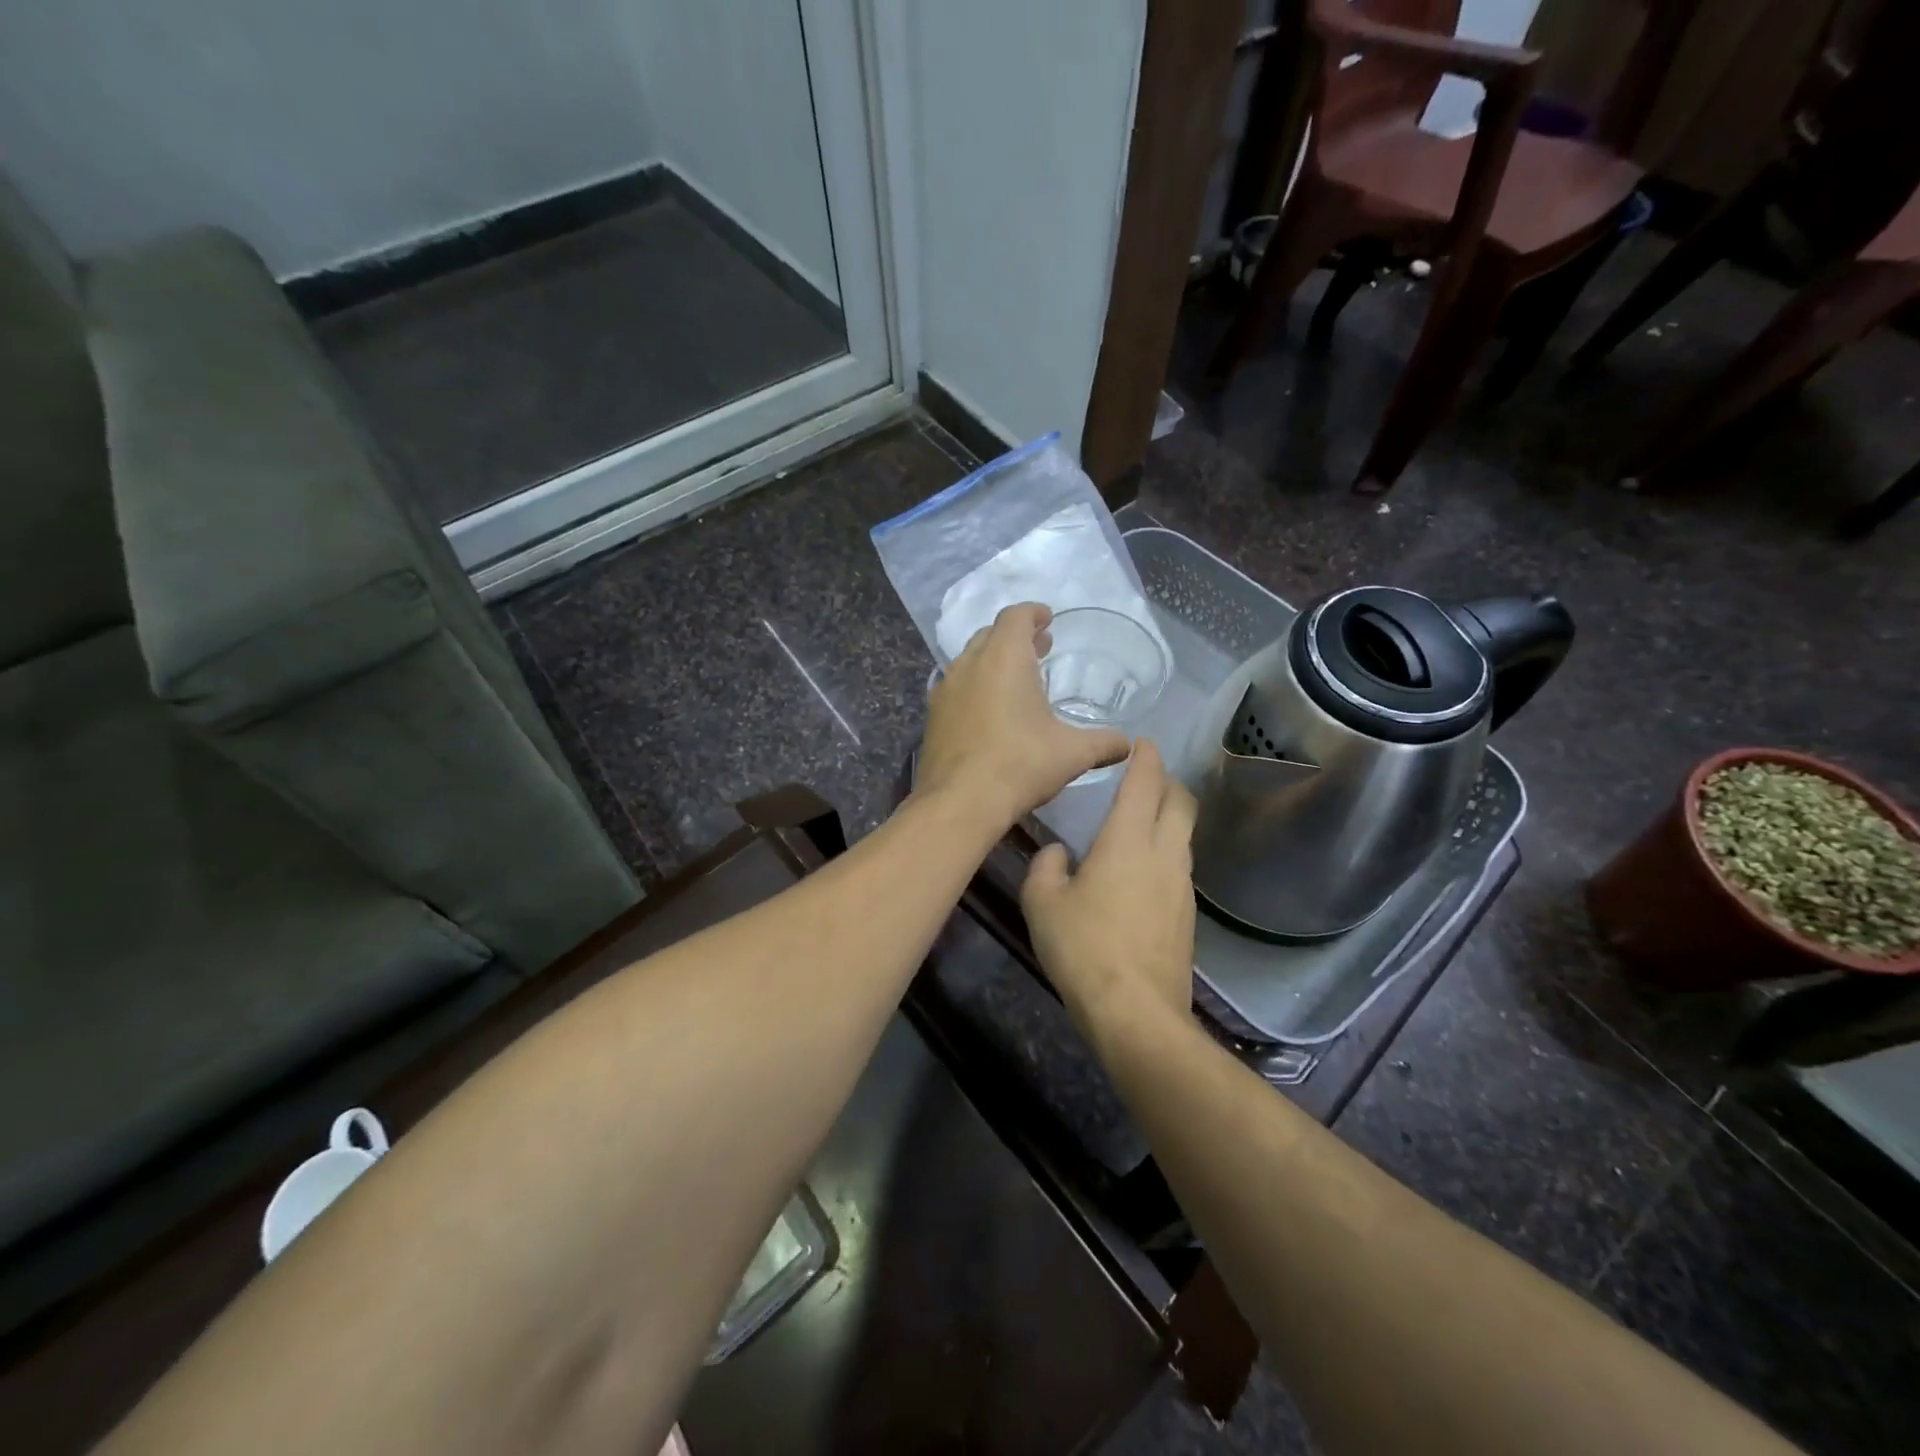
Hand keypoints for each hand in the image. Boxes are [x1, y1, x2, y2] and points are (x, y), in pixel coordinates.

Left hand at [918, 603, 1129, 828]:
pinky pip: (956, 687)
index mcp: (1005, 658)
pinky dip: (975, 686)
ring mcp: (946, 689)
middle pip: (991, 634)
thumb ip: (1103, 743)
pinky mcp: (933, 715)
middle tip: (1038, 649)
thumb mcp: (1072, 753)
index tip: (1047, 620)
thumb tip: (1127, 745)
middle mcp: (971, 664)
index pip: (1016, 616)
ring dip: (993, 661)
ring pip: (970, 660)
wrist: (960, 801)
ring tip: (1016, 679)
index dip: (1033, 613)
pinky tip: (989, 711)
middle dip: (1015, 636)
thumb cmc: (1020, 764)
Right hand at [1021, 740, 1197, 1031]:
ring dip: (1168, 819)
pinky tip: (1140, 874)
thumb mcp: (1042, 903)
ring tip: (1141, 823)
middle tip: (1145, 778)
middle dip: (1168, 782)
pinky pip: (1179, 867)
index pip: (1146, 782)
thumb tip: (1058, 854)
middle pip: (1181, 802)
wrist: (1136, 1012)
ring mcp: (1182, 886)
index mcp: (1129, 839)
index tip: (1143, 743)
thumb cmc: (1083, 948)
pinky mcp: (1187, 916)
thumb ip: (1046, 867)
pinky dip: (1165, 853)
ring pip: (1183, 836)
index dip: (1146, 757)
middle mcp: (1164, 853)